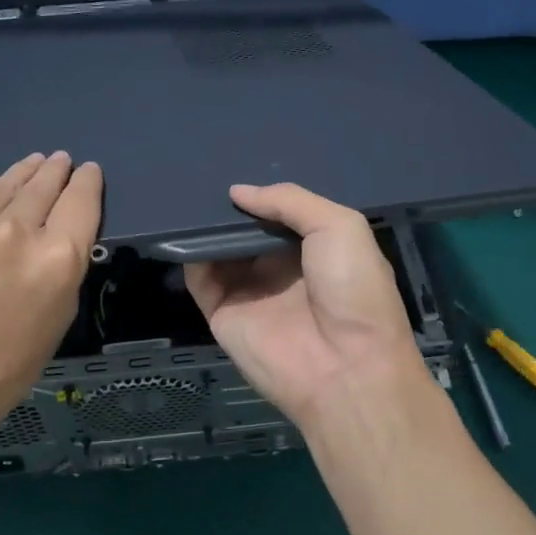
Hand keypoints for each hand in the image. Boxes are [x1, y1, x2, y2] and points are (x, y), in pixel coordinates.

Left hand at [0, 152, 101, 450]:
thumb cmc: (7, 362)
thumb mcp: (59, 312)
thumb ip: (63, 262)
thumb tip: (55, 224)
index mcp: (56, 257)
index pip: (80, 201)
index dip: (86, 181)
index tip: (86, 170)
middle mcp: (14, 232)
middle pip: (41, 186)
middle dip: (53, 171)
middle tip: (57, 159)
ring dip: (17, 175)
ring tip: (28, 165)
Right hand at [184, 183, 437, 439]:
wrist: (345, 368)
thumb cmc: (354, 290)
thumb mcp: (340, 226)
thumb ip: (290, 201)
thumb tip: (237, 192)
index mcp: (314, 247)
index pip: (280, 213)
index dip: (262, 193)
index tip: (236, 166)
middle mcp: (279, 267)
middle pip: (245, 229)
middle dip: (229, 207)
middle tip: (202, 174)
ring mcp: (249, 290)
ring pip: (218, 250)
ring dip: (205, 226)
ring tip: (186, 194)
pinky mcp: (222, 313)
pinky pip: (199, 277)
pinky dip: (188, 254)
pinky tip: (181, 228)